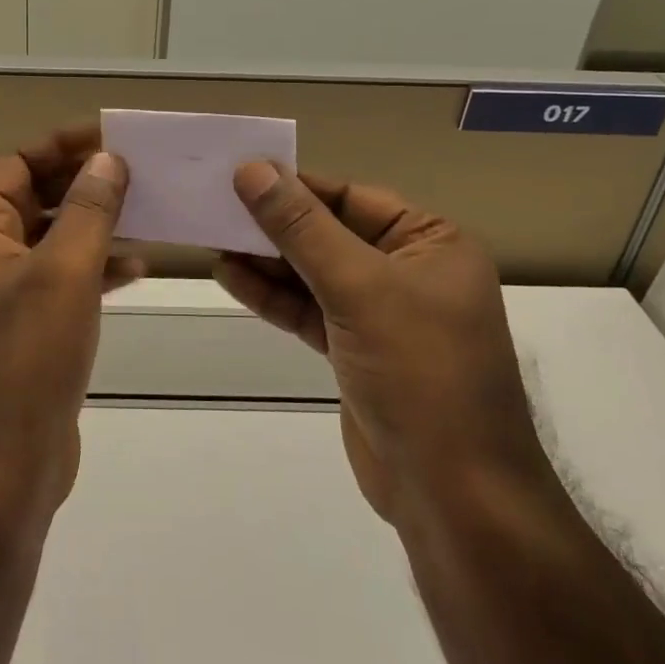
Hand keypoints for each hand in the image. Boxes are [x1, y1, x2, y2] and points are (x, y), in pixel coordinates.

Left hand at [0, 126, 143, 525]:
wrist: (2, 470)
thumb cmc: (27, 360)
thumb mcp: (64, 274)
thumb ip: (87, 210)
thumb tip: (106, 159)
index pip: (13, 166)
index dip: (59, 146)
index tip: (110, 137)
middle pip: (31, 199)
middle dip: (81, 183)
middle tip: (135, 172)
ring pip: (49, 239)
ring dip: (92, 224)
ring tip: (143, 214)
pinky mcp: (22, 330)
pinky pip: (57, 280)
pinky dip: (92, 267)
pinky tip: (134, 268)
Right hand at [213, 163, 547, 526]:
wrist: (452, 494)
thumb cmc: (419, 372)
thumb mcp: (359, 288)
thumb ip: (302, 228)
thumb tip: (253, 169)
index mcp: (431, 243)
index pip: (351, 197)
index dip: (294, 185)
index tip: (239, 172)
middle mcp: (409, 272)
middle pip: (329, 233)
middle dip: (275, 224)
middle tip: (215, 205)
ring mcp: (382, 315)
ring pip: (314, 273)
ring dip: (266, 260)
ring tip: (212, 238)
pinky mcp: (356, 352)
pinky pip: (309, 309)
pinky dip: (272, 296)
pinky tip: (230, 276)